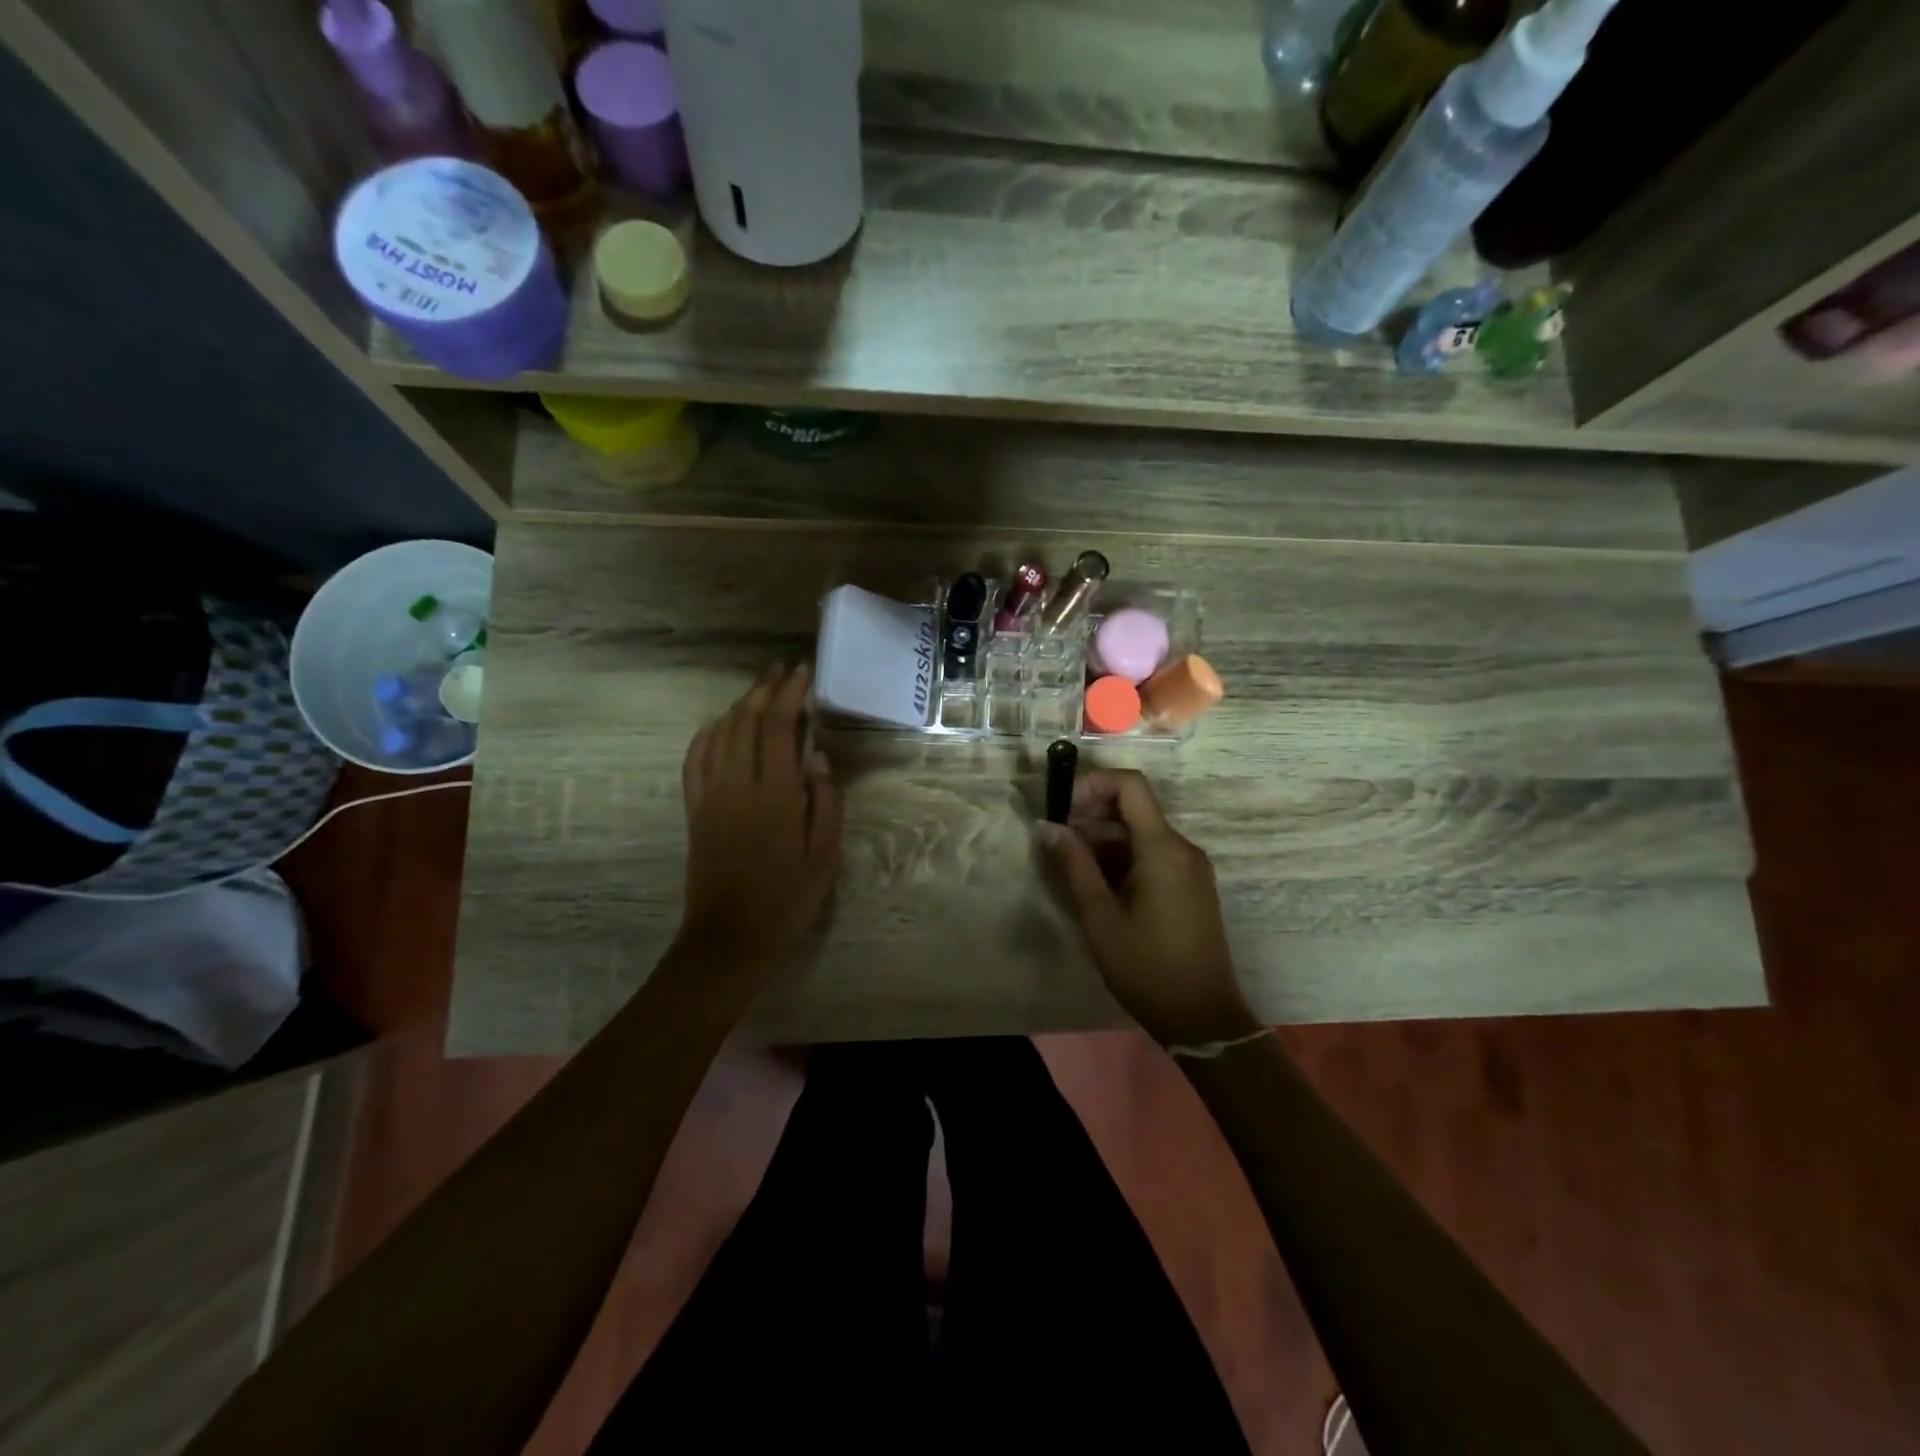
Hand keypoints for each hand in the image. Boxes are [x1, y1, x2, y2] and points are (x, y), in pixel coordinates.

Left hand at [678, 665, 842, 974]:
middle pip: (744, 721)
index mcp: (773, 796)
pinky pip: (695, 759)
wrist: (729, 937)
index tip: (803, 673)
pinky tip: (719, 725)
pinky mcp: (694, 809)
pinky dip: (707, 733)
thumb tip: (817, 755)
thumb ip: (825, 801)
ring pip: (718, 734)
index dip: (789, 694)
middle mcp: (736, 786)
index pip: (777, 727)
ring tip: (760, 690)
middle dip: (764, 689)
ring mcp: (709, 796)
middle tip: (783, 671)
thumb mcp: (825, 856)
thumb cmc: (787, 899)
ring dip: (739, 705)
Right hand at [1036, 769, 1257, 1048]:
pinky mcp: (1192, 885)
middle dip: (1091, 815)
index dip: (1093, 785)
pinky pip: (1154, 854)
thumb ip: (1073, 865)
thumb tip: (1046, 826)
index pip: (1130, 785)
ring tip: (1070, 867)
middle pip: (1134, 807)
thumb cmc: (1147, 968)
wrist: (1203, 1019)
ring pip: (1142, 832)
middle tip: (1057, 842)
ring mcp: (1191, 867)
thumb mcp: (1100, 917)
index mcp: (1164, 848)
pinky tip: (1098, 885)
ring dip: (1104, 839)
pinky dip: (1123, 857)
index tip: (1063, 810)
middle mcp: (1183, 848)